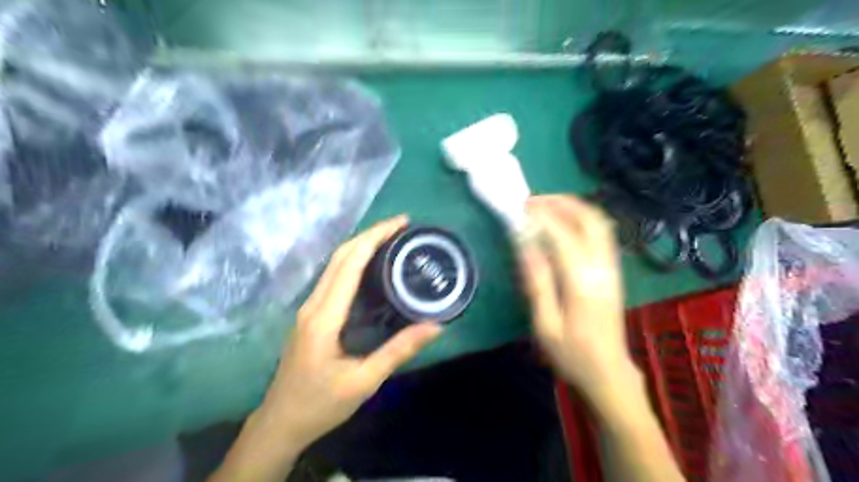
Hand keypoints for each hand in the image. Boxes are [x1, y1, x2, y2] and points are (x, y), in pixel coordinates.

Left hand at [259, 216, 438, 449]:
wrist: (279, 423)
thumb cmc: (320, 404)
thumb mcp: (363, 382)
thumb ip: (398, 351)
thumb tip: (435, 326)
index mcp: (324, 316)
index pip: (349, 263)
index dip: (375, 237)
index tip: (400, 224)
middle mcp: (314, 304)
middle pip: (340, 256)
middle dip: (370, 234)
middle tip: (402, 226)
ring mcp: (309, 308)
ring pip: (335, 264)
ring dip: (362, 245)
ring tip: (392, 240)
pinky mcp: (311, 314)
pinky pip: (334, 277)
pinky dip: (355, 262)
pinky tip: (373, 266)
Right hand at [516, 196, 635, 401]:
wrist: (608, 371)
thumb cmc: (571, 353)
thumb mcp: (545, 324)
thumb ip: (537, 282)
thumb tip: (524, 245)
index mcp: (582, 282)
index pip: (562, 235)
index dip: (541, 217)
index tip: (519, 209)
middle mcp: (602, 268)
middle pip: (589, 220)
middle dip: (561, 203)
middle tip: (534, 201)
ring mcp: (612, 267)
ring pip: (600, 223)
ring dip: (574, 207)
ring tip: (546, 205)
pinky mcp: (614, 270)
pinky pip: (603, 233)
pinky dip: (583, 219)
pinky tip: (565, 222)